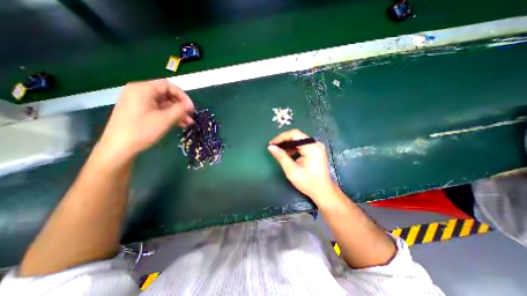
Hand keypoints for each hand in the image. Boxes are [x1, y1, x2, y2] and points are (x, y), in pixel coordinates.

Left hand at [97, 79, 192, 159]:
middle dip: (180, 105)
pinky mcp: (138, 111)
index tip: (191, 108)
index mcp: (143, 89)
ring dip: (177, 112)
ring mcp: (138, 102)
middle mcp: (139, 92)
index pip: (168, 86)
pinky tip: (179, 124)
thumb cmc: (142, 130)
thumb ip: (180, 109)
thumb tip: (189, 105)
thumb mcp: (165, 119)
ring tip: (188, 123)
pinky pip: (157, 109)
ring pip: (163, 103)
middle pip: (166, 94)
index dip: (182, 96)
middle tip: (190, 116)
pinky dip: (168, 115)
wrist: (119, 148)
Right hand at [268, 129, 337, 201]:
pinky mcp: (315, 150)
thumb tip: (271, 147)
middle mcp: (315, 144)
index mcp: (312, 147)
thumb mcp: (292, 170)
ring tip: (278, 151)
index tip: (271, 144)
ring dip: (288, 144)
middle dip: (283, 141)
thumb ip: (281, 157)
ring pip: (298, 140)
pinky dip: (293, 148)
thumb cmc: (308, 182)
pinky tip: (287, 154)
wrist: (323, 191)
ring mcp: (316, 146)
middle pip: (296, 136)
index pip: (294, 134)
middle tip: (273, 147)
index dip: (281, 137)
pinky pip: (301, 145)